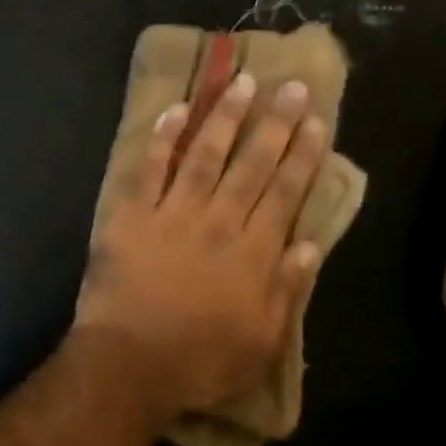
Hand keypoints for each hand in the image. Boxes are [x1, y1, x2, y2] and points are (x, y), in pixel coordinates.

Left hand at [76, 71, 326, 423]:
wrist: (130, 363)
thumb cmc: (199, 362)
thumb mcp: (262, 341)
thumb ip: (288, 289)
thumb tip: (311, 244)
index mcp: (254, 252)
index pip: (286, 191)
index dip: (303, 153)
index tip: (315, 119)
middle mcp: (219, 221)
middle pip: (252, 163)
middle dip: (275, 122)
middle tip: (290, 85)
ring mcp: (173, 213)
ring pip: (205, 154)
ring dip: (225, 116)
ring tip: (242, 82)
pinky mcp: (132, 215)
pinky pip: (150, 168)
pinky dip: (162, 138)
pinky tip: (176, 110)